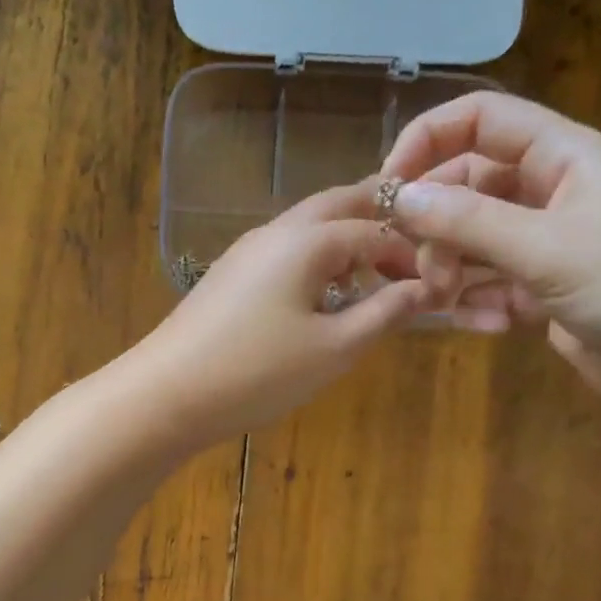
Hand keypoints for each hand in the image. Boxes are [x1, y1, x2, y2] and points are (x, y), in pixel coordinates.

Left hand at [127, 180, 433, 447]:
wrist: (167, 393)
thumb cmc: (257, 372)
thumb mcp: (333, 349)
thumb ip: (383, 313)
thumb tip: (423, 289)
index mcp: (307, 239)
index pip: (374, 229)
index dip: (409, 254)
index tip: (433, 286)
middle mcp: (276, 230)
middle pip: (338, 206)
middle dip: (378, 225)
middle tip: (408, 259)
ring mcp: (246, 251)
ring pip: (308, 227)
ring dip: (344, 242)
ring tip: (371, 281)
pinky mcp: (229, 275)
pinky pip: (284, 252)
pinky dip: (315, 261)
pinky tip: (321, 299)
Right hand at [383, 91, 600, 417]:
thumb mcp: (549, 248)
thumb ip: (469, 221)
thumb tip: (399, 196)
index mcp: (562, 156)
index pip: (479, 120)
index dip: (426, 141)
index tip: (387, 188)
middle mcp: (549, 191)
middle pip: (465, 187)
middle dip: (435, 227)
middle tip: (420, 270)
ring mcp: (545, 243)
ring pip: (471, 242)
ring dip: (450, 271)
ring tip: (447, 303)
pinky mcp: (543, 290)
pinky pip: (489, 285)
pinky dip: (477, 304)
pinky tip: (488, 327)